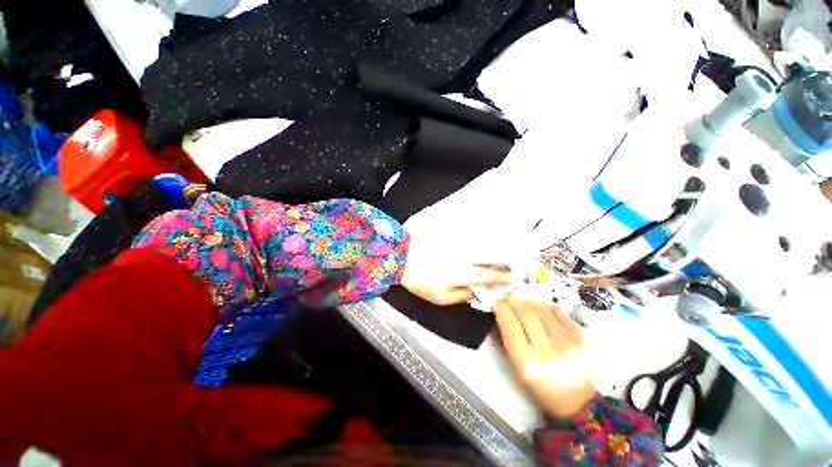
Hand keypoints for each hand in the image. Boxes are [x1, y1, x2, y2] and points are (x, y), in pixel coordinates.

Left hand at [400, 233, 509, 304]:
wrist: (400, 256)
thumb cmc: (418, 279)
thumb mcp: (439, 297)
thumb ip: (461, 295)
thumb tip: (477, 293)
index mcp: (460, 273)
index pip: (487, 275)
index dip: (502, 277)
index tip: (512, 277)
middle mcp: (463, 255)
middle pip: (490, 256)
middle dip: (506, 259)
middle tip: (517, 261)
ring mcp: (456, 241)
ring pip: (483, 241)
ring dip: (498, 245)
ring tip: (509, 248)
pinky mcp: (450, 231)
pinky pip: (470, 231)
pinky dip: (481, 233)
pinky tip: (487, 235)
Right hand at [494, 297, 595, 418]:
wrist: (579, 403)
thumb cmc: (541, 389)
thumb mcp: (517, 371)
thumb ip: (507, 342)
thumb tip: (501, 314)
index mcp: (527, 362)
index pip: (509, 324)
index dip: (501, 308)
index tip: (497, 303)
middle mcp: (547, 350)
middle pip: (525, 311)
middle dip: (512, 301)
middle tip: (507, 300)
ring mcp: (567, 342)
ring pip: (540, 307)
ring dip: (527, 302)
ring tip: (522, 304)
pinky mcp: (580, 337)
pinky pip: (557, 310)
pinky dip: (543, 306)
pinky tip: (539, 310)